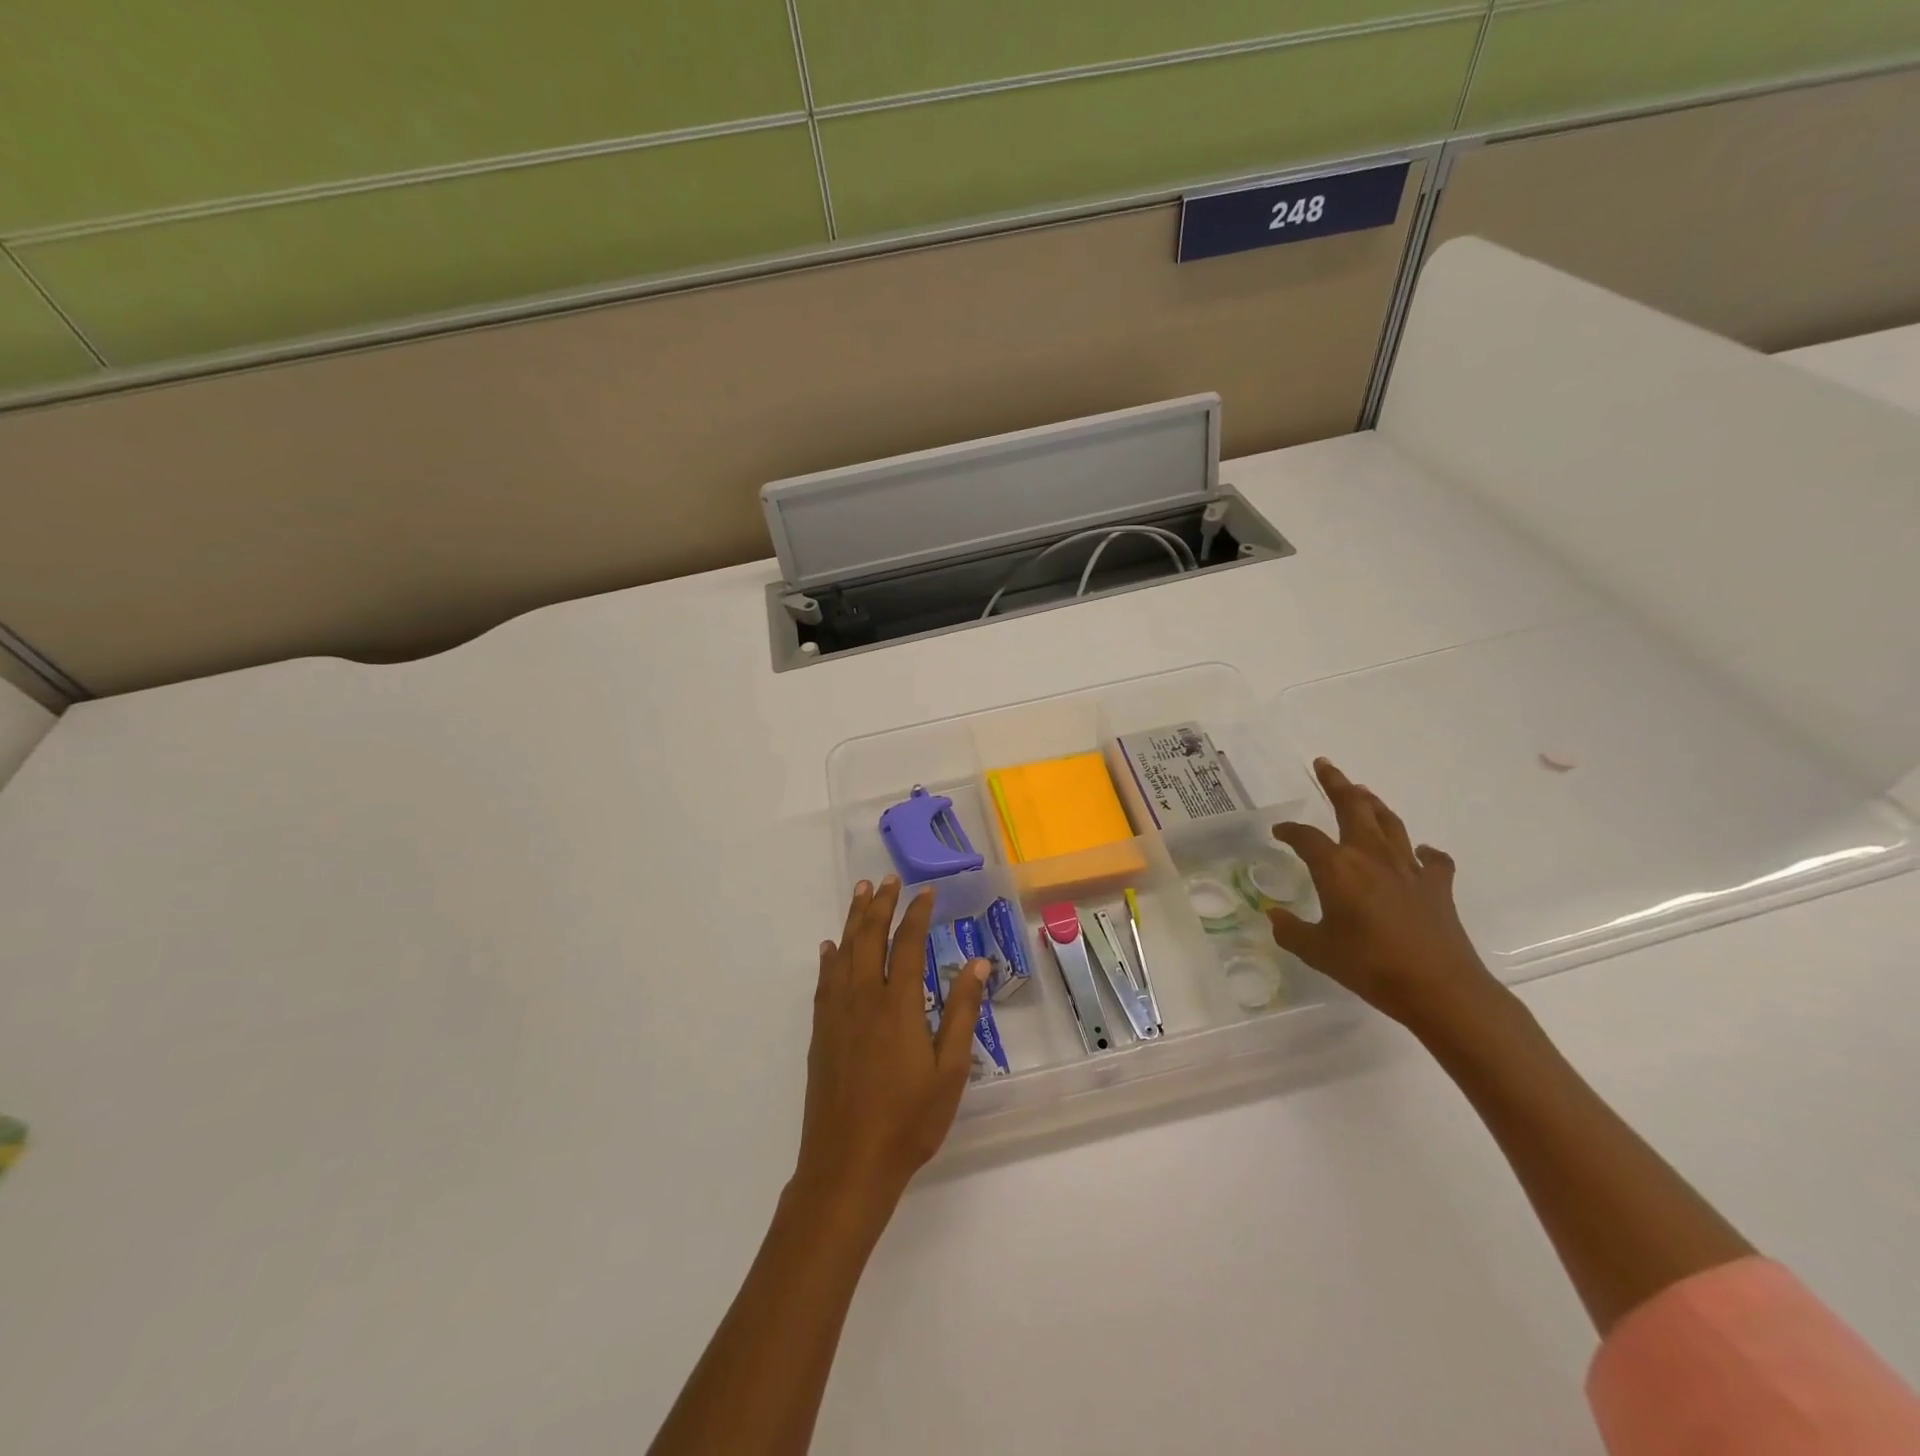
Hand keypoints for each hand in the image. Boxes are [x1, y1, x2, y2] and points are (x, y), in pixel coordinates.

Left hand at [794, 876, 990, 1227]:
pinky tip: (830, 948)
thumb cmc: (909, 1121)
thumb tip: (977, 963)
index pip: (908, 944)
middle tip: (888, 879)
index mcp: (898, 1005)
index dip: (917, 914)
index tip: (926, 891)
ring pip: (844, 952)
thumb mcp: (950, 1070)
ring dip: (853, 920)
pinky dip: (829, 958)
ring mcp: (837, 1015)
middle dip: (880, 904)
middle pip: (870, 938)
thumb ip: (962, 1012)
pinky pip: (824, 981)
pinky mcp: (821, 1033)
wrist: (847, 1165)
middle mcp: (864, 999)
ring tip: (861, 893)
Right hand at [1268, 759, 1504, 1036]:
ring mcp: (1408, 868)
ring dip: (1373, 804)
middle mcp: (1371, 856)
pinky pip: (1432, 859)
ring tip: (1363, 792)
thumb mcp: (1317, 951)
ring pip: (1389, 823)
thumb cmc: (1370, 966)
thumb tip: (1274, 916)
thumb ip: (1291, 930)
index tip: (1278, 832)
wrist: (1439, 988)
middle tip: (1325, 765)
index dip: (1289, 831)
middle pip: (1353, 808)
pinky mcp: (1437, 886)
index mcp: (1337, 868)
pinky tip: (1419, 851)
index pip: (1305, 838)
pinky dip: (1423, 850)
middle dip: (1337, 784)